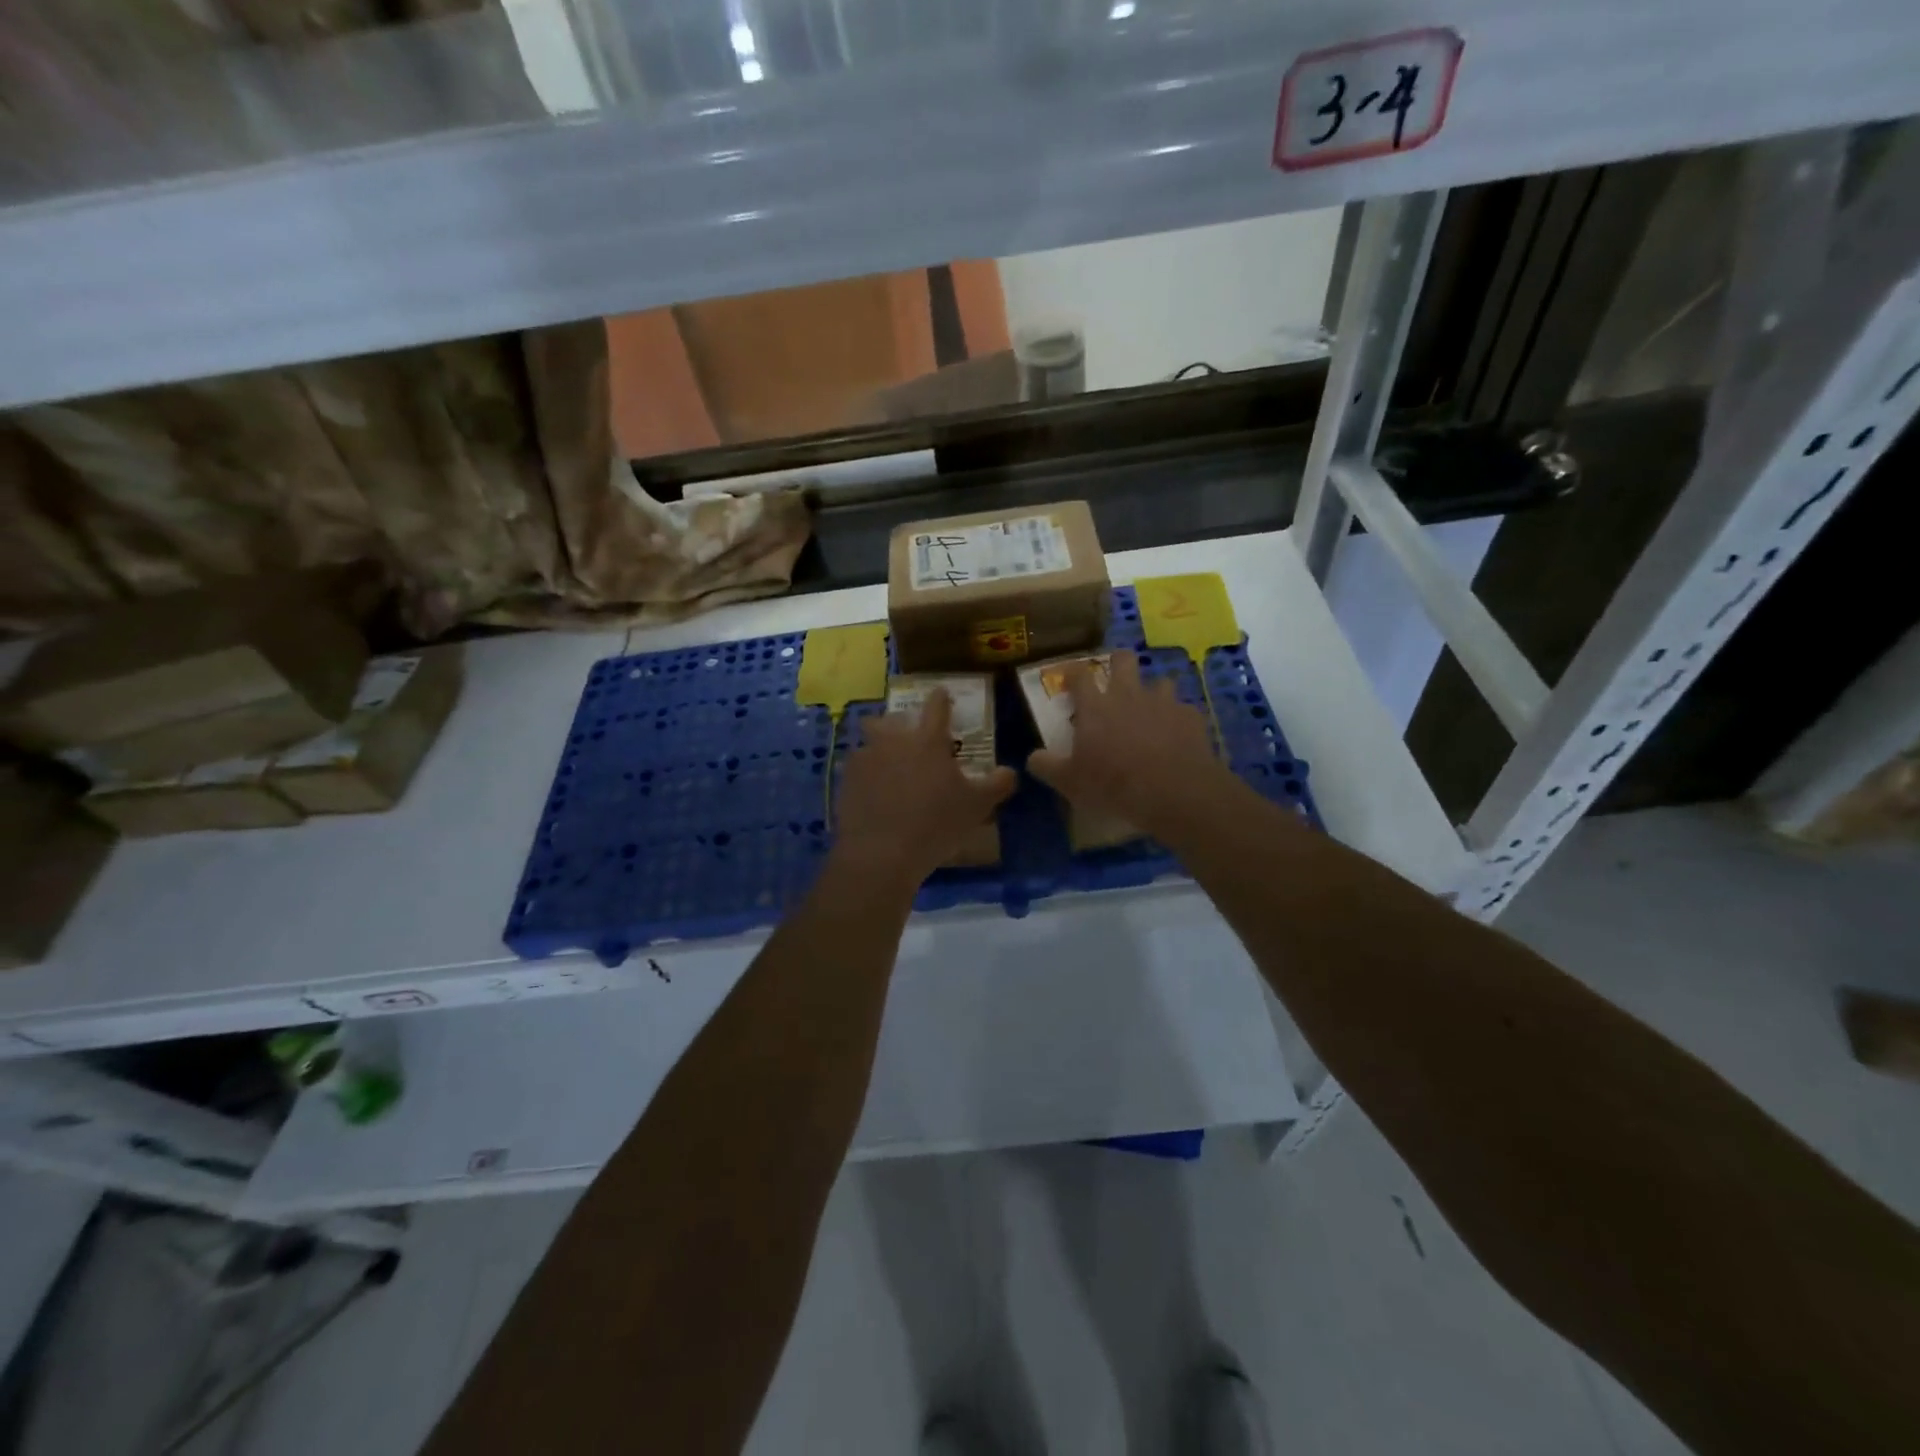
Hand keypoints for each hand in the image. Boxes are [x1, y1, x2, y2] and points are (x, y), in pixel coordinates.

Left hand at [834, 689, 1015, 889]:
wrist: (880, 853)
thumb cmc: (935, 823)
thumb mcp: (977, 806)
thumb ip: (997, 784)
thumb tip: (1009, 771)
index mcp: (927, 739)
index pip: (937, 706)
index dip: (941, 698)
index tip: (942, 694)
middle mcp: (893, 740)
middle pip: (893, 719)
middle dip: (901, 724)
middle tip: (911, 738)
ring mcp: (865, 758)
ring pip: (871, 742)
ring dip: (880, 748)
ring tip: (889, 768)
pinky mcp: (845, 781)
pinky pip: (858, 769)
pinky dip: (867, 776)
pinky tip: (874, 794)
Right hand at [1026, 651, 1227, 835]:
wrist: (1174, 792)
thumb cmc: (1114, 784)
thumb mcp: (1070, 783)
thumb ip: (1047, 766)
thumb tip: (1033, 757)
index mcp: (1095, 706)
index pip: (1078, 675)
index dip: (1072, 672)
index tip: (1068, 677)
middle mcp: (1128, 694)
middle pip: (1123, 660)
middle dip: (1117, 663)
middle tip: (1114, 680)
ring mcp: (1163, 702)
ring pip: (1159, 681)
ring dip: (1152, 692)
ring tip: (1150, 710)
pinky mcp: (1190, 716)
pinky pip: (1182, 709)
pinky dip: (1176, 718)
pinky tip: (1176, 735)